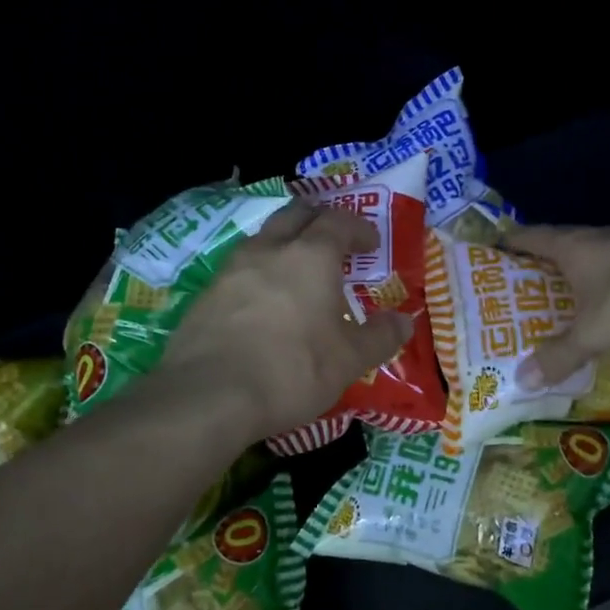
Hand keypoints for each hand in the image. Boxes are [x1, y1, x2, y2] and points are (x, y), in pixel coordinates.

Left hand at [158, 200, 415, 438]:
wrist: (208, 395)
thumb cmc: (292, 369)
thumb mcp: (349, 360)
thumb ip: (380, 337)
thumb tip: (404, 321)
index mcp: (311, 256)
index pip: (338, 221)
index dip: (358, 228)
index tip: (371, 244)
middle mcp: (270, 249)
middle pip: (295, 213)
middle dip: (318, 219)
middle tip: (334, 238)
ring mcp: (231, 268)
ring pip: (263, 237)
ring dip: (285, 241)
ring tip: (298, 267)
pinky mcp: (205, 294)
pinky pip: (239, 267)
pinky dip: (259, 270)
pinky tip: (263, 299)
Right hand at [505, 225, 609, 387]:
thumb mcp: (590, 336)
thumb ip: (556, 356)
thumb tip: (521, 381)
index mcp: (576, 246)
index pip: (533, 236)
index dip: (511, 242)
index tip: (494, 250)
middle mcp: (602, 238)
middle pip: (564, 244)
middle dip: (545, 263)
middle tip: (525, 285)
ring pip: (597, 256)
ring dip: (581, 274)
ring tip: (566, 298)